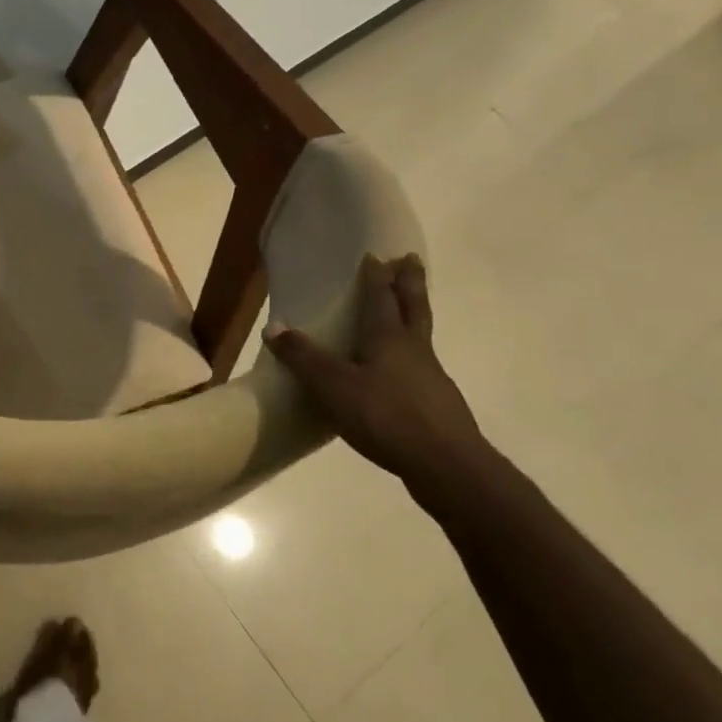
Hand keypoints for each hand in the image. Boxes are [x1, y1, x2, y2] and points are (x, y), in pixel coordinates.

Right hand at [265, 254, 492, 492]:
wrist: (447, 466)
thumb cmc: (388, 416)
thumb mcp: (334, 387)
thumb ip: (304, 359)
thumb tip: (274, 327)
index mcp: (390, 339)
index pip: (381, 298)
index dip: (376, 277)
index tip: (375, 255)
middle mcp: (415, 351)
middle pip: (414, 308)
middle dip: (409, 283)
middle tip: (410, 260)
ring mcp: (431, 378)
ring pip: (421, 337)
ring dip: (413, 317)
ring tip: (403, 312)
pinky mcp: (437, 405)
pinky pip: (420, 368)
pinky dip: (409, 357)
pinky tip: (398, 374)